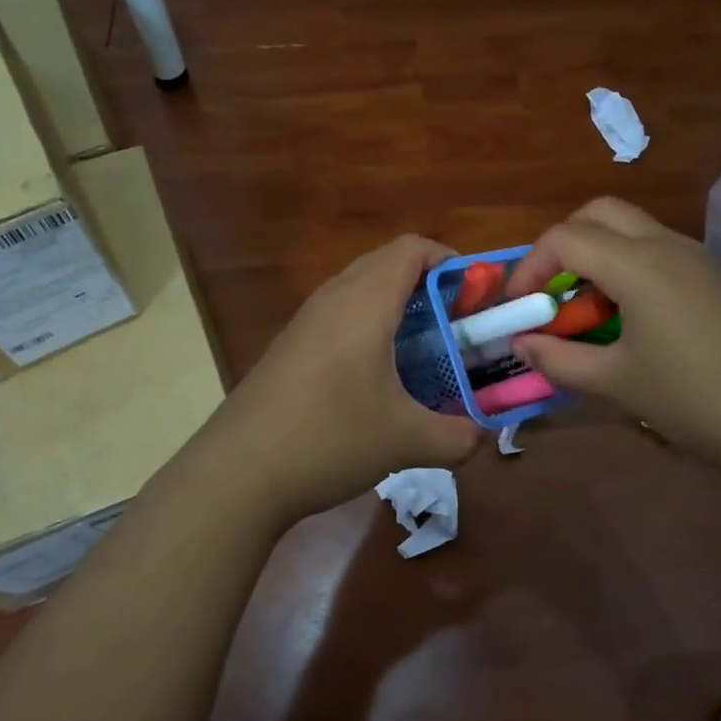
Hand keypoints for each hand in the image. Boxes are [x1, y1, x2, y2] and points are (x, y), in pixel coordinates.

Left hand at [197, 235, 483, 523]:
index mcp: (365, 301)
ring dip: (395, 308)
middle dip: (427, 285)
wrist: (238, 471)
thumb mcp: (407, 441)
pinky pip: (337, 318)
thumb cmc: (330, 437)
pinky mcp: (289, 348)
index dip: (450, 261)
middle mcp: (332, 298)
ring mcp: (304, 322)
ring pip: (358, 291)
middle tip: (455, 325)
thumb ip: (458, 437)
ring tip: (423, 351)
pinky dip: (367, 329)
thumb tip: (482, 436)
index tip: (475, 296)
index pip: (412, 249)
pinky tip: (377, 378)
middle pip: (386, 264)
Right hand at [505, 198, 720, 465]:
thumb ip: (559, 359)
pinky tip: (627, 322)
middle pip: (598, 214)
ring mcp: (696, 259)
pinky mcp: (714, 279)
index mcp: (638, 263)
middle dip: (562, 246)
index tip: (518, 307)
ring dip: (595, 257)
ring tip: (584, 313)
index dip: (530, 267)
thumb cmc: (695, 398)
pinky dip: (625, 269)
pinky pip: (656, 253)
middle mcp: (666, 245)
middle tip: (550, 294)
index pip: (565, 237)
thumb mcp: (616, 383)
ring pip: (630, 231)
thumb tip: (521, 345)